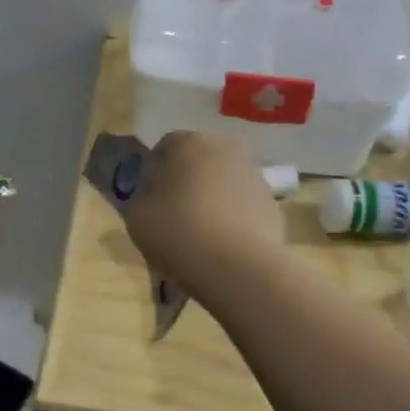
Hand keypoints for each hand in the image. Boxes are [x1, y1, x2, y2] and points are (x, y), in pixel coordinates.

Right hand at [123, 132, 284, 294]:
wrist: (240, 268)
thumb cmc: (179, 234)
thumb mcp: (137, 218)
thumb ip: (139, 199)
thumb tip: (151, 197)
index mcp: (189, 142)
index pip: (164, 148)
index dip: (152, 174)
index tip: (148, 201)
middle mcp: (226, 148)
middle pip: (197, 162)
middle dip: (184, 183)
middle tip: (171, 217)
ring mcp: (254, 175)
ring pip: (221, 183)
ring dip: (210, 200)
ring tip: (199, 236)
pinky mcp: (272, 203)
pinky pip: (242, 206)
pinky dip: (231, 219)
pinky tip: (222, 246)